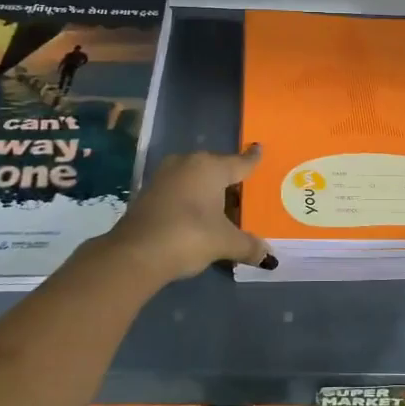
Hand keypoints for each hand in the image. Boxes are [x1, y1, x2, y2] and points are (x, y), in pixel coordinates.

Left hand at [100, 145, 274, 284]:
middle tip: (243, 190)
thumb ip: (248, 246)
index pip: (239, 162)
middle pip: (216, 167)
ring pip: (194, 177)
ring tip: (221, 204)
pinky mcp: (148, 192)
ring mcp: (164, 176)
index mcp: (211, 167)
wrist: (135, 253)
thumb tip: (269, 257)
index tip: (259, 148)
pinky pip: (179, 189)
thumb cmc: (189, 236)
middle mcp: (188, 163)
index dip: (251, 159)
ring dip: (206, 189)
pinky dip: (190, 198)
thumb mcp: (224, 242)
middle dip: (228, 178)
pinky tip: (195, 213)